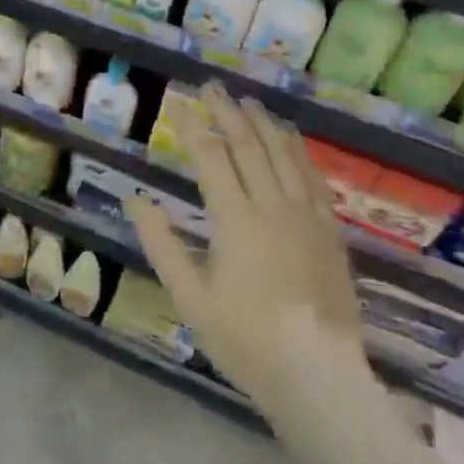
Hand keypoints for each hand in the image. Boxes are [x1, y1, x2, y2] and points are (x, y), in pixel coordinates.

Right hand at [126, 84, 367, 412]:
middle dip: (227, 111)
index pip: (210, 157)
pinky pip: (314, 178)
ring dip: (264, 123)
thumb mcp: (189, 297)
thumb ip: (161, 244)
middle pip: (248, 145)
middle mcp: (272, 207)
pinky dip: (298, 151)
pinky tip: (291, 139)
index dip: (192, 126)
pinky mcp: (330, 231)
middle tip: (212, 86)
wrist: (319, 377)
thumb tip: (134, 200)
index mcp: (235, 220)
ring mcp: (306, 217)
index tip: (178, 103)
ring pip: (284, 154)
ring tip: (249, 101)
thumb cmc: (245, 339)